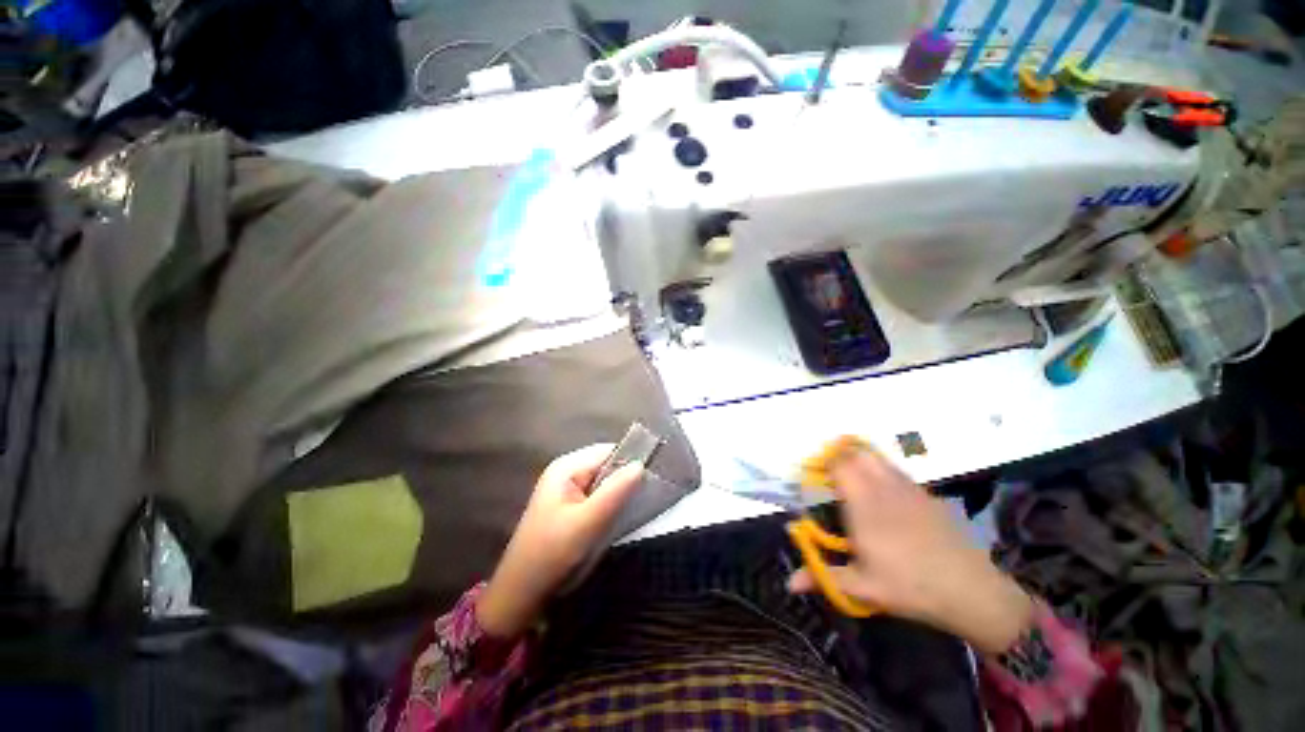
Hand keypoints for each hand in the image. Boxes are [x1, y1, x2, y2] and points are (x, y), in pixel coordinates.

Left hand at [477, 444, 643, 637]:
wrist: (520, 594)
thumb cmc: (552, 554)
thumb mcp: (587, 523)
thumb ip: (615, 492)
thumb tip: (641, 464)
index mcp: (566, 468)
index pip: (608, 451)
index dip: (630, 462)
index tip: (650, 481)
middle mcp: (566, 472)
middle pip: (606, 465)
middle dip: (623, 480)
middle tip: (640, 501)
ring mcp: (566, 490)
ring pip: (603, 482)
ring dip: (617, 495)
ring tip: (629, 512)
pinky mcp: (569, 506)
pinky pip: (597, 496)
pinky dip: (608, 505)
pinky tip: (614, 520)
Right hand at [787, 447, 1033, 654]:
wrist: (972, 590)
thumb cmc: (910, 586)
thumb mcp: (863, 587)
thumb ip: (823, 577)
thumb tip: (789, 583)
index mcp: (863, 504)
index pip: (839, 465)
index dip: (823, 461)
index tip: (811, 470)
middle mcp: (884, 488)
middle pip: (857, 453)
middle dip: (839, 454)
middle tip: (828, 471)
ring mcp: (908, 489)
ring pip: (878, 458)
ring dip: (860, 458)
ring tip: (852, 475)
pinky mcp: (926, 496)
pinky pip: (897, 471)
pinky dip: (881, 469)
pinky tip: (883, 492)